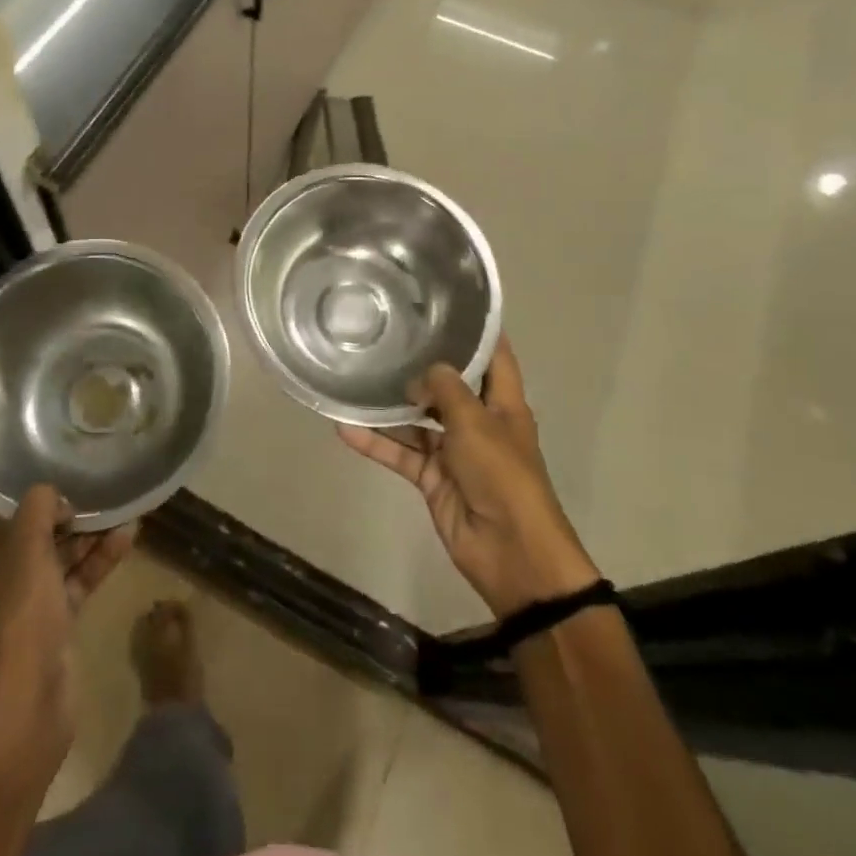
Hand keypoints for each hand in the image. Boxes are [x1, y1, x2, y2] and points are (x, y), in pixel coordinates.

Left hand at [0, 471, 134, 777]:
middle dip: (42, 497)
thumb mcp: (23, 558)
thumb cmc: (10, 629)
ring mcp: (17, 600)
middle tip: (70, 461)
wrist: (23, 720)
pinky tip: (128, 533)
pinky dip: (95, 559)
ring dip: (79, 528)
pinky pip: (71, 578)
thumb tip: (48, 491)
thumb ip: (35, 512)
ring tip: (113, 495)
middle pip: (9, 524)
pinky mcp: (47, 619)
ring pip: (48, 550)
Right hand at [339, 336, 598, 616]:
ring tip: (356, 378)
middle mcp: (479, 422)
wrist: (510, 551)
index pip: (494, 357)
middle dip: (421, 366)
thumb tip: (423, 371)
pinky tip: (345, 427)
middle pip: (449, 387)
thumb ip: (447, 389)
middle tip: (385, 336)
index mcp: (503, 404)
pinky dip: (376, 443)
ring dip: (390, 406)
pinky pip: (400, 453)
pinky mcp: (432, 478)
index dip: (478, 332)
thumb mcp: (476, 421)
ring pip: (417, 421)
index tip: (449, 304)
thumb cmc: (502, 474)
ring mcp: (454, 451)